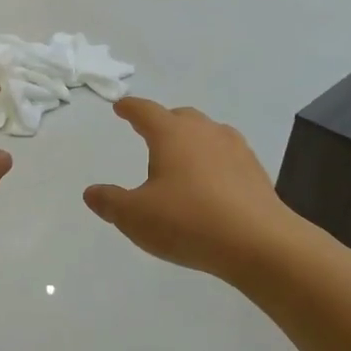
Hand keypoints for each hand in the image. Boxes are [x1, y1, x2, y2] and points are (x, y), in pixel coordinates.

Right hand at [83, 98, 299, 280]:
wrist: (259, 243)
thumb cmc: (188, 222)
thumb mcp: (135, 217)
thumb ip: (110, 202)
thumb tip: (92, 193)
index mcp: (172, 135)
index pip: (146, 112)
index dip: (130, 108)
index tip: (121, 107)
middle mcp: (205, 133)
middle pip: (181, 117)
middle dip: (163, 121)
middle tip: (150, 132)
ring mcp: (235, 150)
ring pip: (208, 133)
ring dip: (192, 139)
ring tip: (182, 157)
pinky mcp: (256, 172)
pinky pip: (227, 156)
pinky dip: (213, 161)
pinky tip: (211, 182)